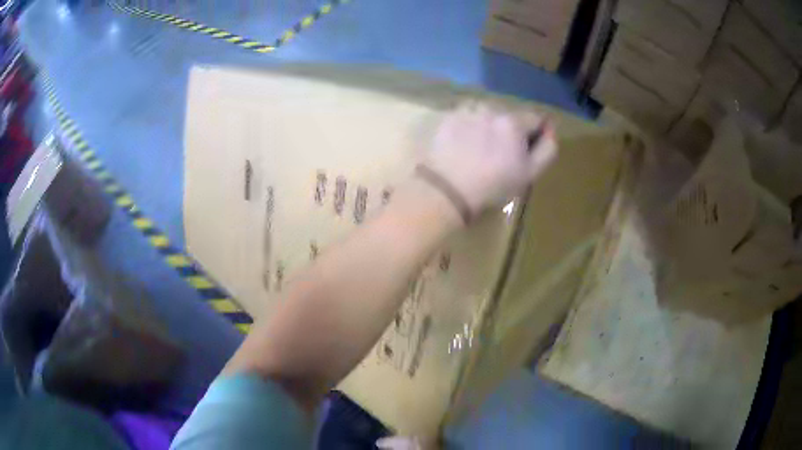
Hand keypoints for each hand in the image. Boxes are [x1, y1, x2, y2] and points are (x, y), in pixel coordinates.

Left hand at [422, 103, 556, 216]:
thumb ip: (547, 149)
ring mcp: (467, 110)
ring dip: (490, 125)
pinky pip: (467, 116)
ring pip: (487, 113)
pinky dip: (470, 126)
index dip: (535, 134)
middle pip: (510, 115)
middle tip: (502, 153)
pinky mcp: (448, 117)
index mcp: (513, 121)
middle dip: (511, 130)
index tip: (527, 151)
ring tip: (481, 148)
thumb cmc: (492, 185)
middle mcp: (491, 108)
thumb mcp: (530, 173)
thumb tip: (550, 130)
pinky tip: (464, 144)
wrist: (446, 189)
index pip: (535, 118)